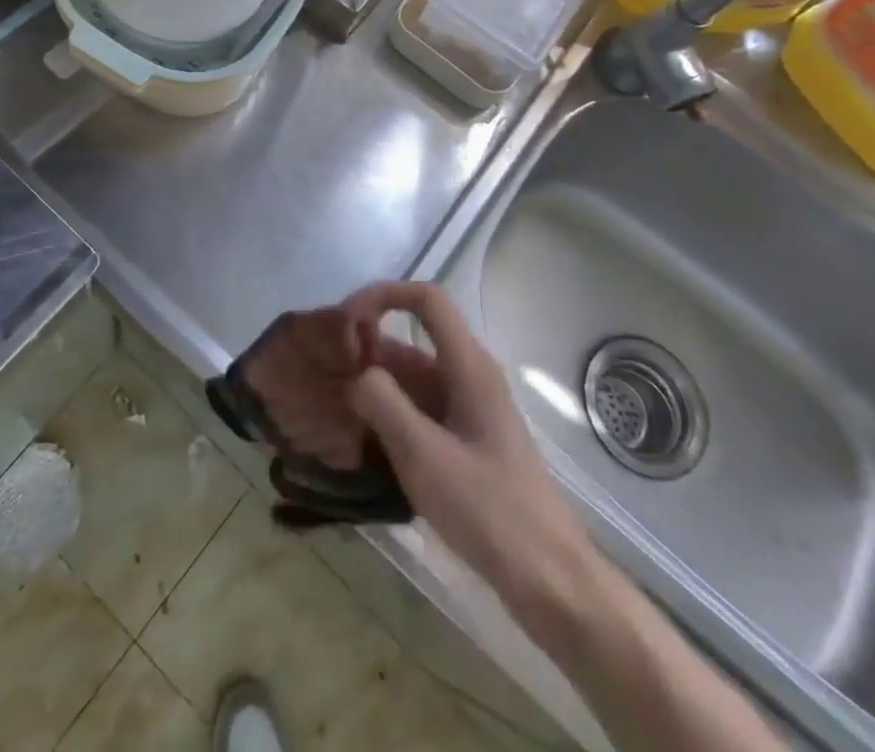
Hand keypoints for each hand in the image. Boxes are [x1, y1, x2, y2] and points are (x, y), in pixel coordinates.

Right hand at [341, 282, 590, 603]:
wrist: (550, 580)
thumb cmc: (489, 510)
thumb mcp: (424, 455)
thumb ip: (383, 403)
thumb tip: (357, 374)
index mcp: (468, 366)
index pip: (426, 299)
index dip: (383, 295)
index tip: (344, 322)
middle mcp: (470, 376)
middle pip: (413, 340)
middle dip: (368, 348)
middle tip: (324, 374)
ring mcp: (470, 410)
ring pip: (414, 379)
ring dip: (375, 386)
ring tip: (332, 408)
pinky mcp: (468, 442)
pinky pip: (421, 410)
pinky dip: (390, 414)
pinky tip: (362, 442)